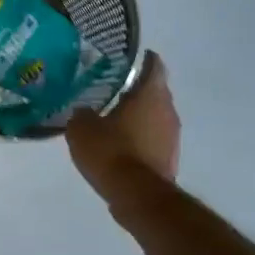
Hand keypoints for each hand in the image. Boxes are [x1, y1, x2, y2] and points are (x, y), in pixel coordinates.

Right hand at [66, 50, 180, 205]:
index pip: (153, 65)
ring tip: (112, 120)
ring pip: (155, 117)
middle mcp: (168, 110)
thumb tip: (83, 111)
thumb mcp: (82, 129)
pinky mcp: (169, 158)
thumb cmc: (111, 152)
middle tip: (110, 91)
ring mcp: (172, 136)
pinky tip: (120, 146)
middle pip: (154, 91)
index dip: (140, 60)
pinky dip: (140, 139)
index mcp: (150, 94)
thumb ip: (82, 114)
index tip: (123, 61)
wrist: (136, 195)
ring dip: (138, 117)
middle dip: (135, 90)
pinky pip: (153, 140)